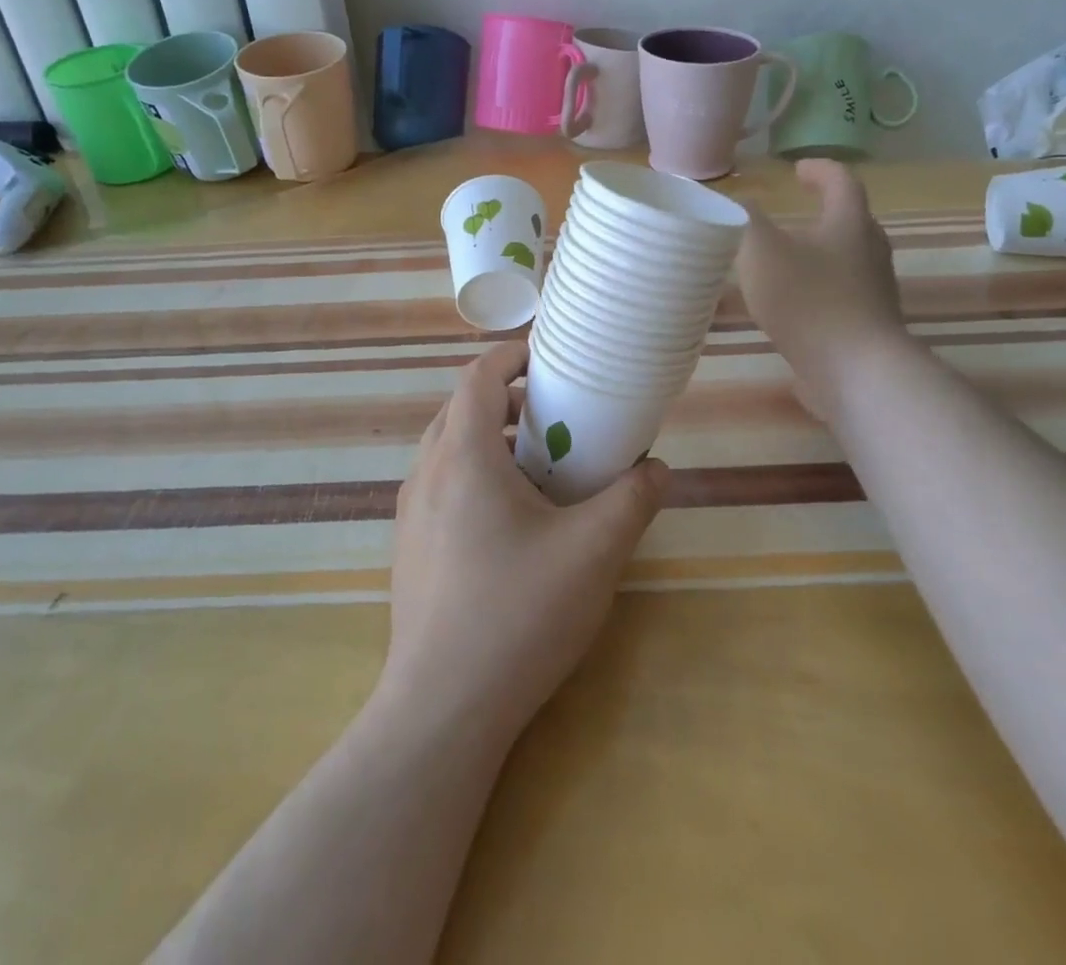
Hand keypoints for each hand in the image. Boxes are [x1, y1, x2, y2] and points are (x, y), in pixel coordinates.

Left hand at [380, 341, 669, 742]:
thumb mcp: (593, 551)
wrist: (442, 709)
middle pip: (460, 409)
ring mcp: (409, 514)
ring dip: (489, 440)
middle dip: (507, 400)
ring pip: (447, 450)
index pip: (478, 376)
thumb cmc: (518, 614)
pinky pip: (440, 487)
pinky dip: (473, 476)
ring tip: (538, 467)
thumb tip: (657, 469)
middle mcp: (425, 473)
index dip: (512, 356)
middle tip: (554, 415)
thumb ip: (632, 500)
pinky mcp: (408, 549)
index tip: (550, 360)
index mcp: (462, 455)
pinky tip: (510, 522)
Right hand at [736, 159, 908, 419]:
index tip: (797, 169)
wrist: (855, 371)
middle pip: (853, 223)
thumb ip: (744, 221)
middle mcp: (870, 254)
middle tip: (795, 215)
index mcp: (849, 225)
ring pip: (849, 263)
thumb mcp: (761, 251)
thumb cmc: (808, 300)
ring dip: (821, 256)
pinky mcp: (867, 328)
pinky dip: (819, 293)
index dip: (820, 170)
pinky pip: (843, 299)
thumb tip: (736, 201)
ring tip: (786, 262)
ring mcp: (874, 294)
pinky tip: (791, 309)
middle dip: (825, 214)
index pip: (842, 183)